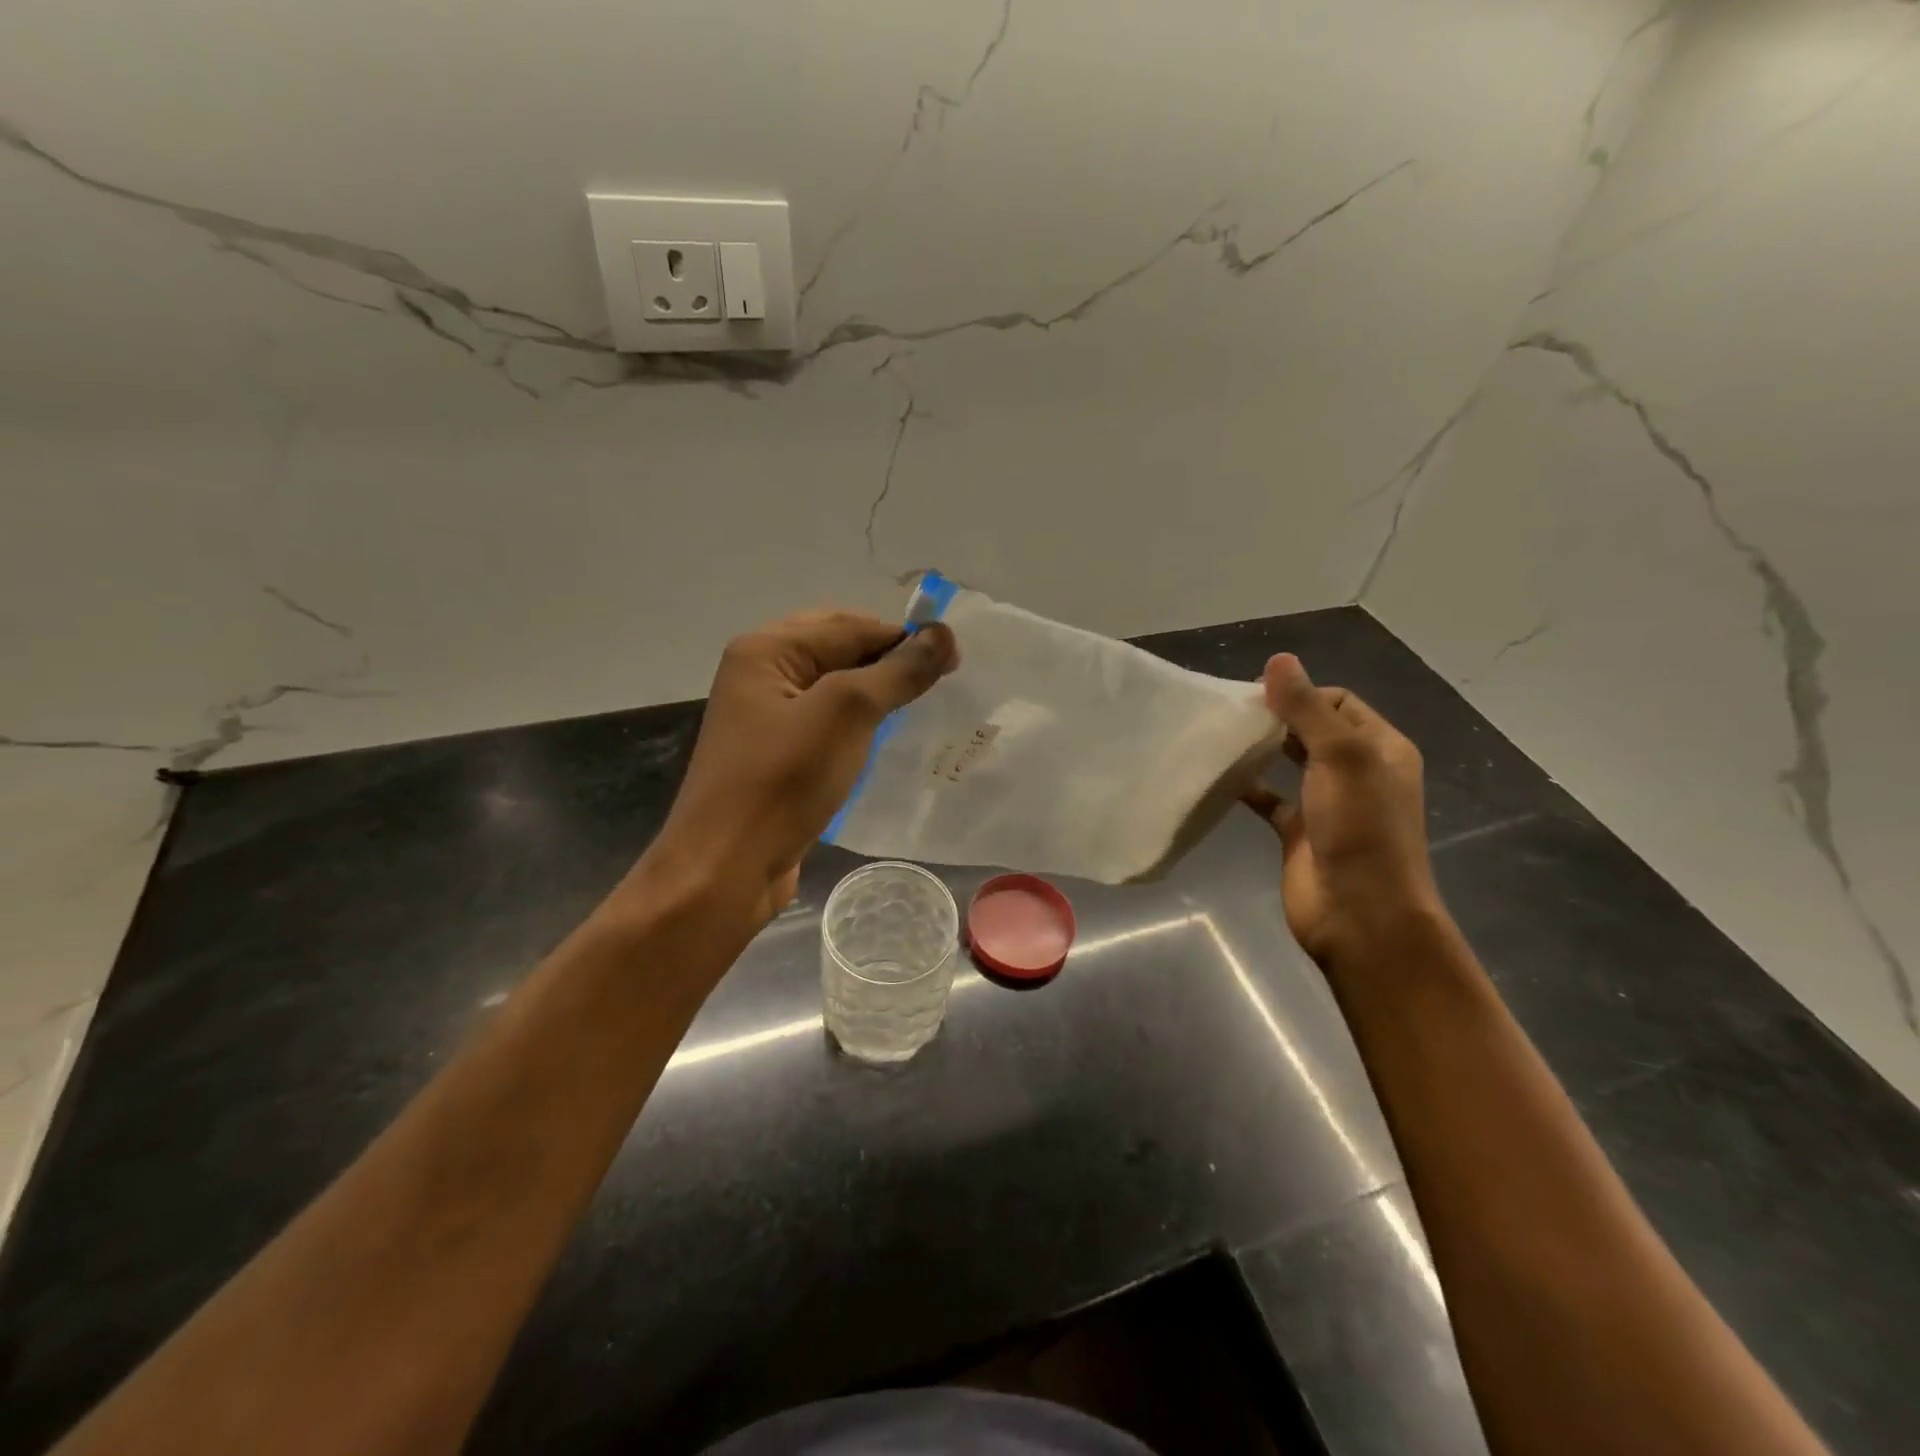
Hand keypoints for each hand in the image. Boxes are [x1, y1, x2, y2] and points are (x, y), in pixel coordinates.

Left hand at [644, 610, 958, 921]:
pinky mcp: (776, 755)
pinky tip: (886, 741)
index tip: (957, 661)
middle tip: (939, 684)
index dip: (905, 639)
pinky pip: (826, 724)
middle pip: (840, 651)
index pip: (851, 626)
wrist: (726, 869)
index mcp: (766, 649)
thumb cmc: (783, 781)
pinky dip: (859, 725)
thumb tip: (945, 634)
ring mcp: (766, 717)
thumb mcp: (847, 714)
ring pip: (835, 689)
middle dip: (889, 663)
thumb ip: (897, 671)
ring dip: (876, 695)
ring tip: (920, 709)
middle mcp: (760, 673)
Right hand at [1242, 654, 1442, 965]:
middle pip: (1313, 729)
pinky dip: (1249, 787)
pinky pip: (1270, 799)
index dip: (1299, 692)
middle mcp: (1357, 772)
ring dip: (1262, 750)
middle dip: (1277, 717)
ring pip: (1290, 763)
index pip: (1338, 702)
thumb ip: (1307, 708)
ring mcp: (1327, 804)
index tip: (1255, 696)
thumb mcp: (1340, 757)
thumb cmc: (1360, 828)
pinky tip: (1221, 778)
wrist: (1360, 914)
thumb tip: (1279, 660)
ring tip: (1221, 737)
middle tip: (1232, 713)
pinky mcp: (1299, 832)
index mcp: (1380, 748)